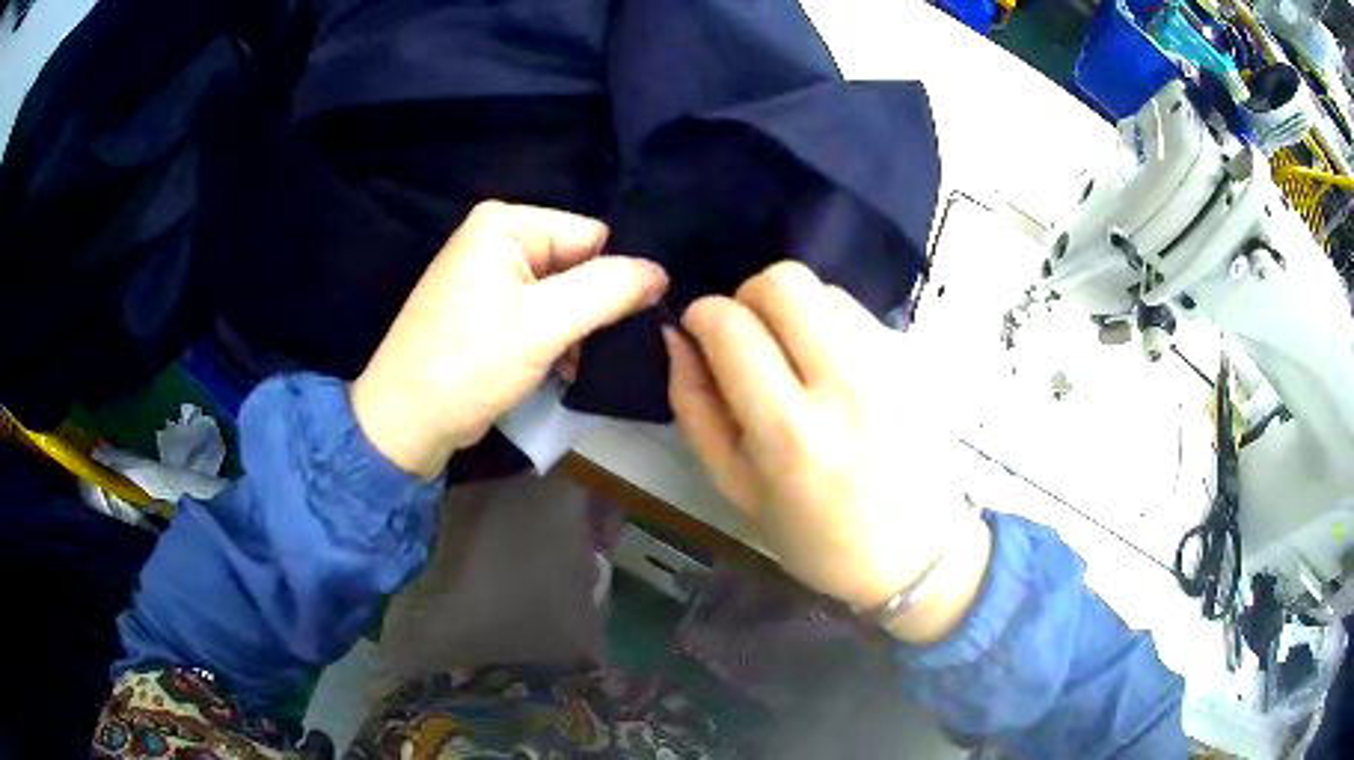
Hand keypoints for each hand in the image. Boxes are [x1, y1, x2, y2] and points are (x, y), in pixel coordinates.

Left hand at [352, 201, 668, 479]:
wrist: (406, 422)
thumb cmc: (470, 364)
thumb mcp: (545, 324)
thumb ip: (609, 290)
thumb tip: (662, 272)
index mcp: (506, 223)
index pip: (591, 235)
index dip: (614, 276)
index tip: (626, 322)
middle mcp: (497, 238)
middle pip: (577, 263)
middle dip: (594, 307)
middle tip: (602, 349)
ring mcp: (490, 275)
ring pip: (563, 293)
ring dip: (578, 330)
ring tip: (578, 365)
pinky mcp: (488, 310)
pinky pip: (541, 313)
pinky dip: (557, 340)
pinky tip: (562, 370)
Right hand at [665, 262, 989, 642]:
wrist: (918, 554)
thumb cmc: (817, 539)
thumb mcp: (737, 490)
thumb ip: (696, 408)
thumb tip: (677, 337)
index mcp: (790, 433)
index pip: (731, 325)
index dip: (702, 316)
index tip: (701, 334)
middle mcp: (846, 386)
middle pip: (783, 281)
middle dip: (748, 297)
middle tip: (750, 339)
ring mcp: (891, 366)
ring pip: (824, 290)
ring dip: (794, 313)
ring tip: (799, 362)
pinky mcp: (916, 359)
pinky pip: (859, 313)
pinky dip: (833, 327)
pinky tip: (839, 374)